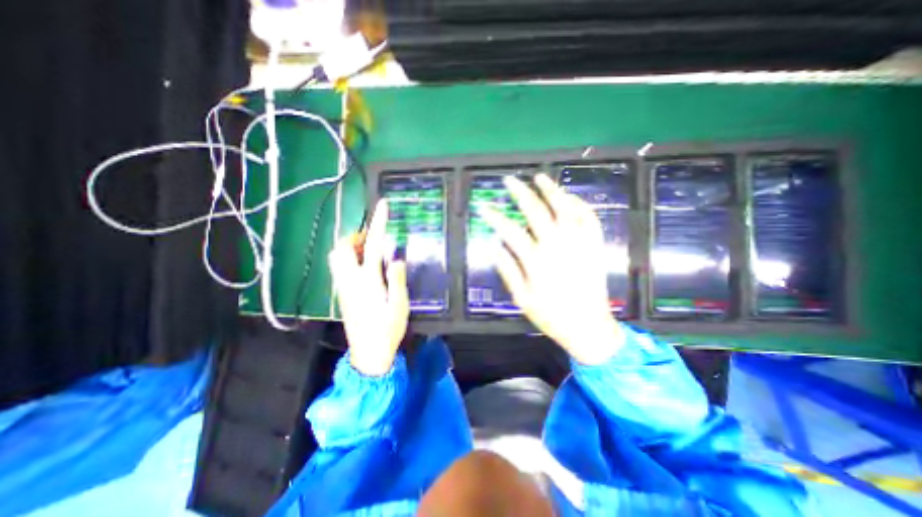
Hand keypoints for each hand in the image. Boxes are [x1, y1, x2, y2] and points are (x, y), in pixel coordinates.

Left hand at [326, 199, 407, 375]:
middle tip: (373, 240)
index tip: (383, 205)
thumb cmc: (388, 329)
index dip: (378, 223)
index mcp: (368, 280)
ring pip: (337, 257)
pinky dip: (350, 259)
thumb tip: (396, 257)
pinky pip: (340, 268)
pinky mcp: (342, 294)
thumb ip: (397, 278)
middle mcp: (350, 280)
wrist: (369, 353)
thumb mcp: (400, 304)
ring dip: (352, 248)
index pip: (373, 244)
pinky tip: (366, 268)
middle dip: (356, 237)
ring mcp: (343, 287)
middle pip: (343, 248)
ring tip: (370, 252)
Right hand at [480, 175, 622, 365]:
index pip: (510, 231)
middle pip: (537, 211)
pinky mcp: (594, 246)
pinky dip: (580, 204)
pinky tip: (569, 197)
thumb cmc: (552, 316)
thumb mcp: (522, 298)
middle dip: (521, 193)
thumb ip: (508, 270)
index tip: (483, 206)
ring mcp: (579, 243)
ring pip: (565, 208)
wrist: (589, 327)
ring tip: (540, 177)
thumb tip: (493, 246)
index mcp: (536, 260)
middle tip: (510, 181)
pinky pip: (590, 219)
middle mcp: (558, 246)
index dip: (494, 217)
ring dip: (552, 190)